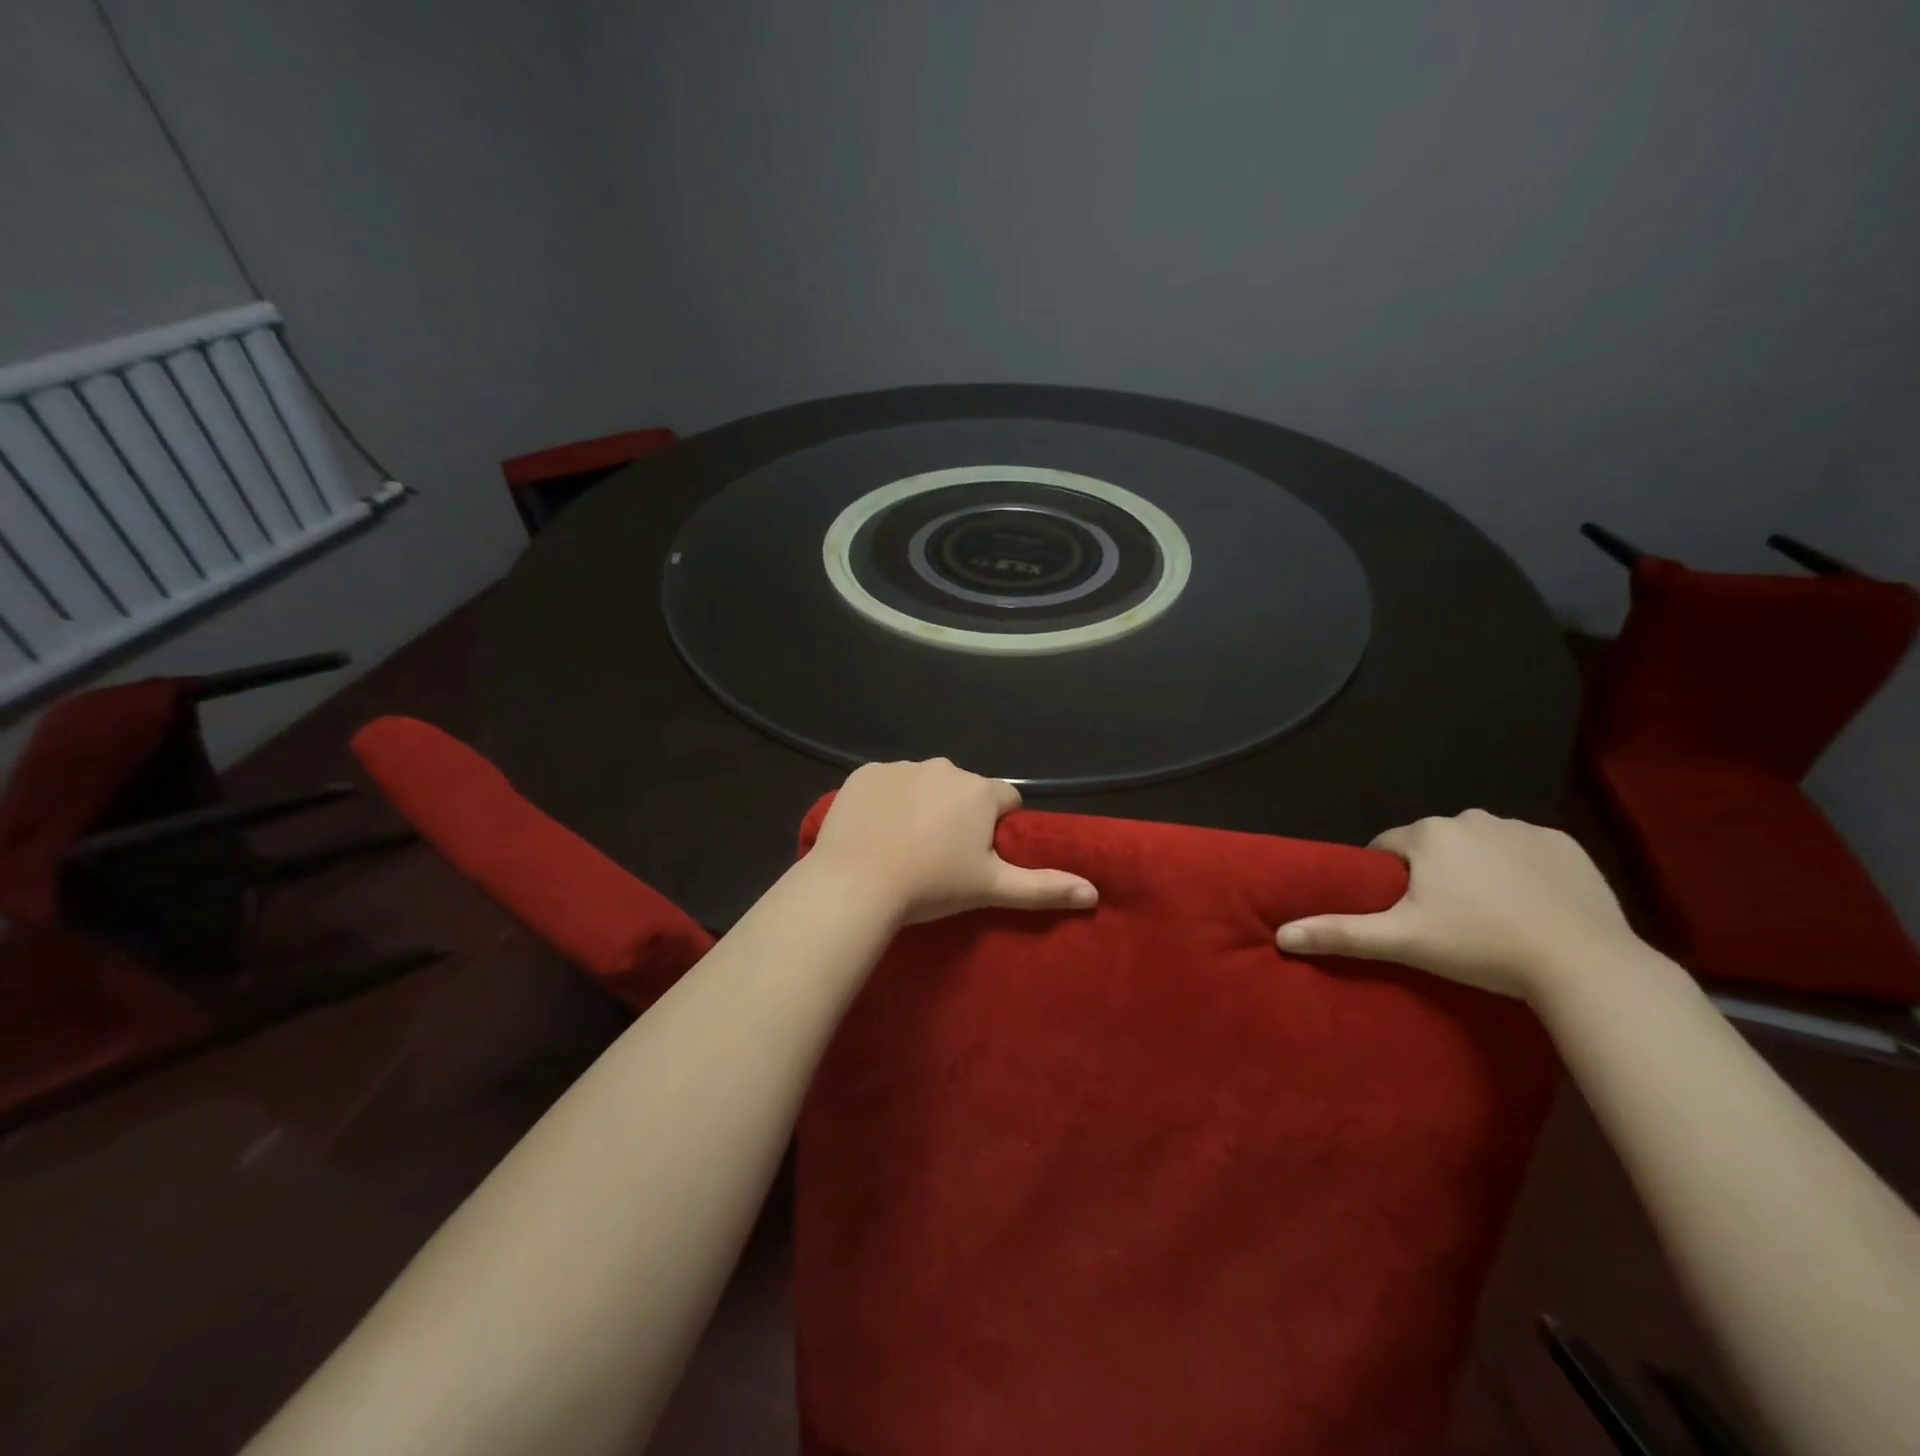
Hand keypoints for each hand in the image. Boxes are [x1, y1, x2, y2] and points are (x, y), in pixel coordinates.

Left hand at [808, 759, 1098, 925]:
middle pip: (963, 789)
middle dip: (959, 813)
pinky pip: (885, 783)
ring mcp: (901, 767)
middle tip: (940, 855)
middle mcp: (944, 767)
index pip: (1006, 799)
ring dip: (922, 804)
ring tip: (904, 845)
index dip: (998, 826)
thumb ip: (1043, 887)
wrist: (856, 884)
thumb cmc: (931, 886)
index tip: (978, 855)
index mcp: (980, 791)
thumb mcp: (991, 888)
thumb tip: (1093, 892)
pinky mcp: (864, 773)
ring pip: (924, 783)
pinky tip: (875, 830)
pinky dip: (886, 800)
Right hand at [1275, 809, 1643, 999]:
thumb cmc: (1480, 946)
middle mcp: (1471, 818)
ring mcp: (1522, 829)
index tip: (1401, 912)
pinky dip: (1520, 870)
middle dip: (1431, 873)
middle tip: (1443, 918)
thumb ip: (1339, 933)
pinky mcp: (1565, 845)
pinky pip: (1525, 851)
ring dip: (1474, 868)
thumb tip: (1281, 935)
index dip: (1387, 879)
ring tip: (1488, 914)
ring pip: (1479, 845)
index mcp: (1428, 834)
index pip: (1387, 848)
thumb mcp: (1402, 941)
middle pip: (1433, 844)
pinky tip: (1529, 905)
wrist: (1584, 965)